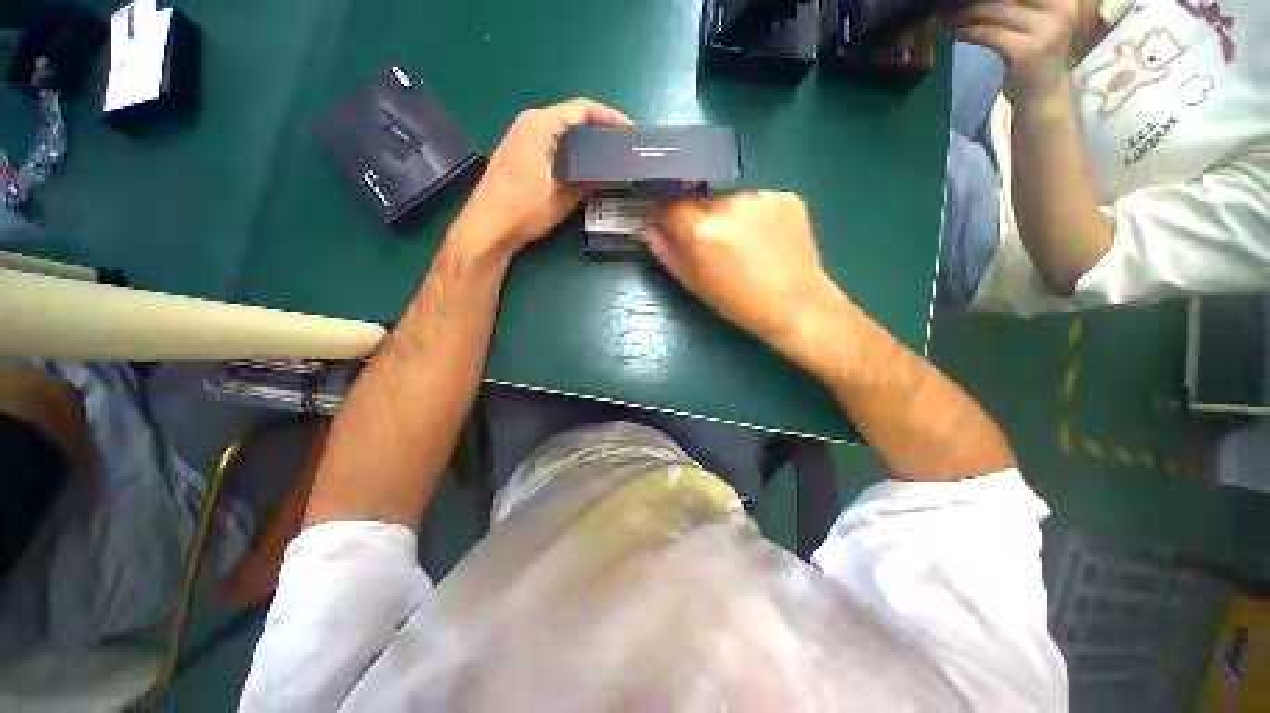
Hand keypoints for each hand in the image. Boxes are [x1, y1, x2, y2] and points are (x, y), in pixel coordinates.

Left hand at [451, 98, 632, 257]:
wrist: (488, 227)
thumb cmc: (524, 208)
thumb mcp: (563, 195)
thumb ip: (589, 179)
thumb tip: (612, 173)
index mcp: (541, 124)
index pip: (583, 109)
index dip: (610, 117)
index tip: (631, 131)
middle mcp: (529, 122)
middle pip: (572, 117)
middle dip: (600, 130)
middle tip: (622, 147)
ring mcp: (521, 138)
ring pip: (562, 132)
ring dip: (585, 142)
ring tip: (608, 157)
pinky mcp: (519, 154)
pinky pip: (552, 144)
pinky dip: (571, 151)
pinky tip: (583, 168)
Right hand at [635, 191, 845, 360]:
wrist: (796, 306)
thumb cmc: (738, 303)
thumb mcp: (694, 283)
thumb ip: (666, 252)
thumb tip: (645, 230)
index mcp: (701, 230)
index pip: (670, 208)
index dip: (670, 221)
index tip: (675, 233)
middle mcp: (729, 204)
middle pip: (702, 203)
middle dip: (701, 220)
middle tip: (716, 248)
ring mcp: (762, 197)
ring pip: (731, 201)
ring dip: (730, 217)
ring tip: (745, 245)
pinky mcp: (787, 197)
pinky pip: (759, 201)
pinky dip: (756, 216)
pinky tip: (766, 239)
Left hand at [950, 0, 1079, 106]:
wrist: (1044, 96)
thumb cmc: (1037, 58)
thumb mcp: (1034, 23)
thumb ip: (1017, 6)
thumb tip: (980, 0)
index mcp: (1064, 0)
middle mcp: (1061, 10)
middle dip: (977, 0)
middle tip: (955, 3)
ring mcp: (1046, 30)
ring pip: (997, 10)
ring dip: (969, 13)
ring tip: (952, 17)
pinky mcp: (1027, 51)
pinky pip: (990, 34)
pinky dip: (970, 32)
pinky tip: (958, 32)